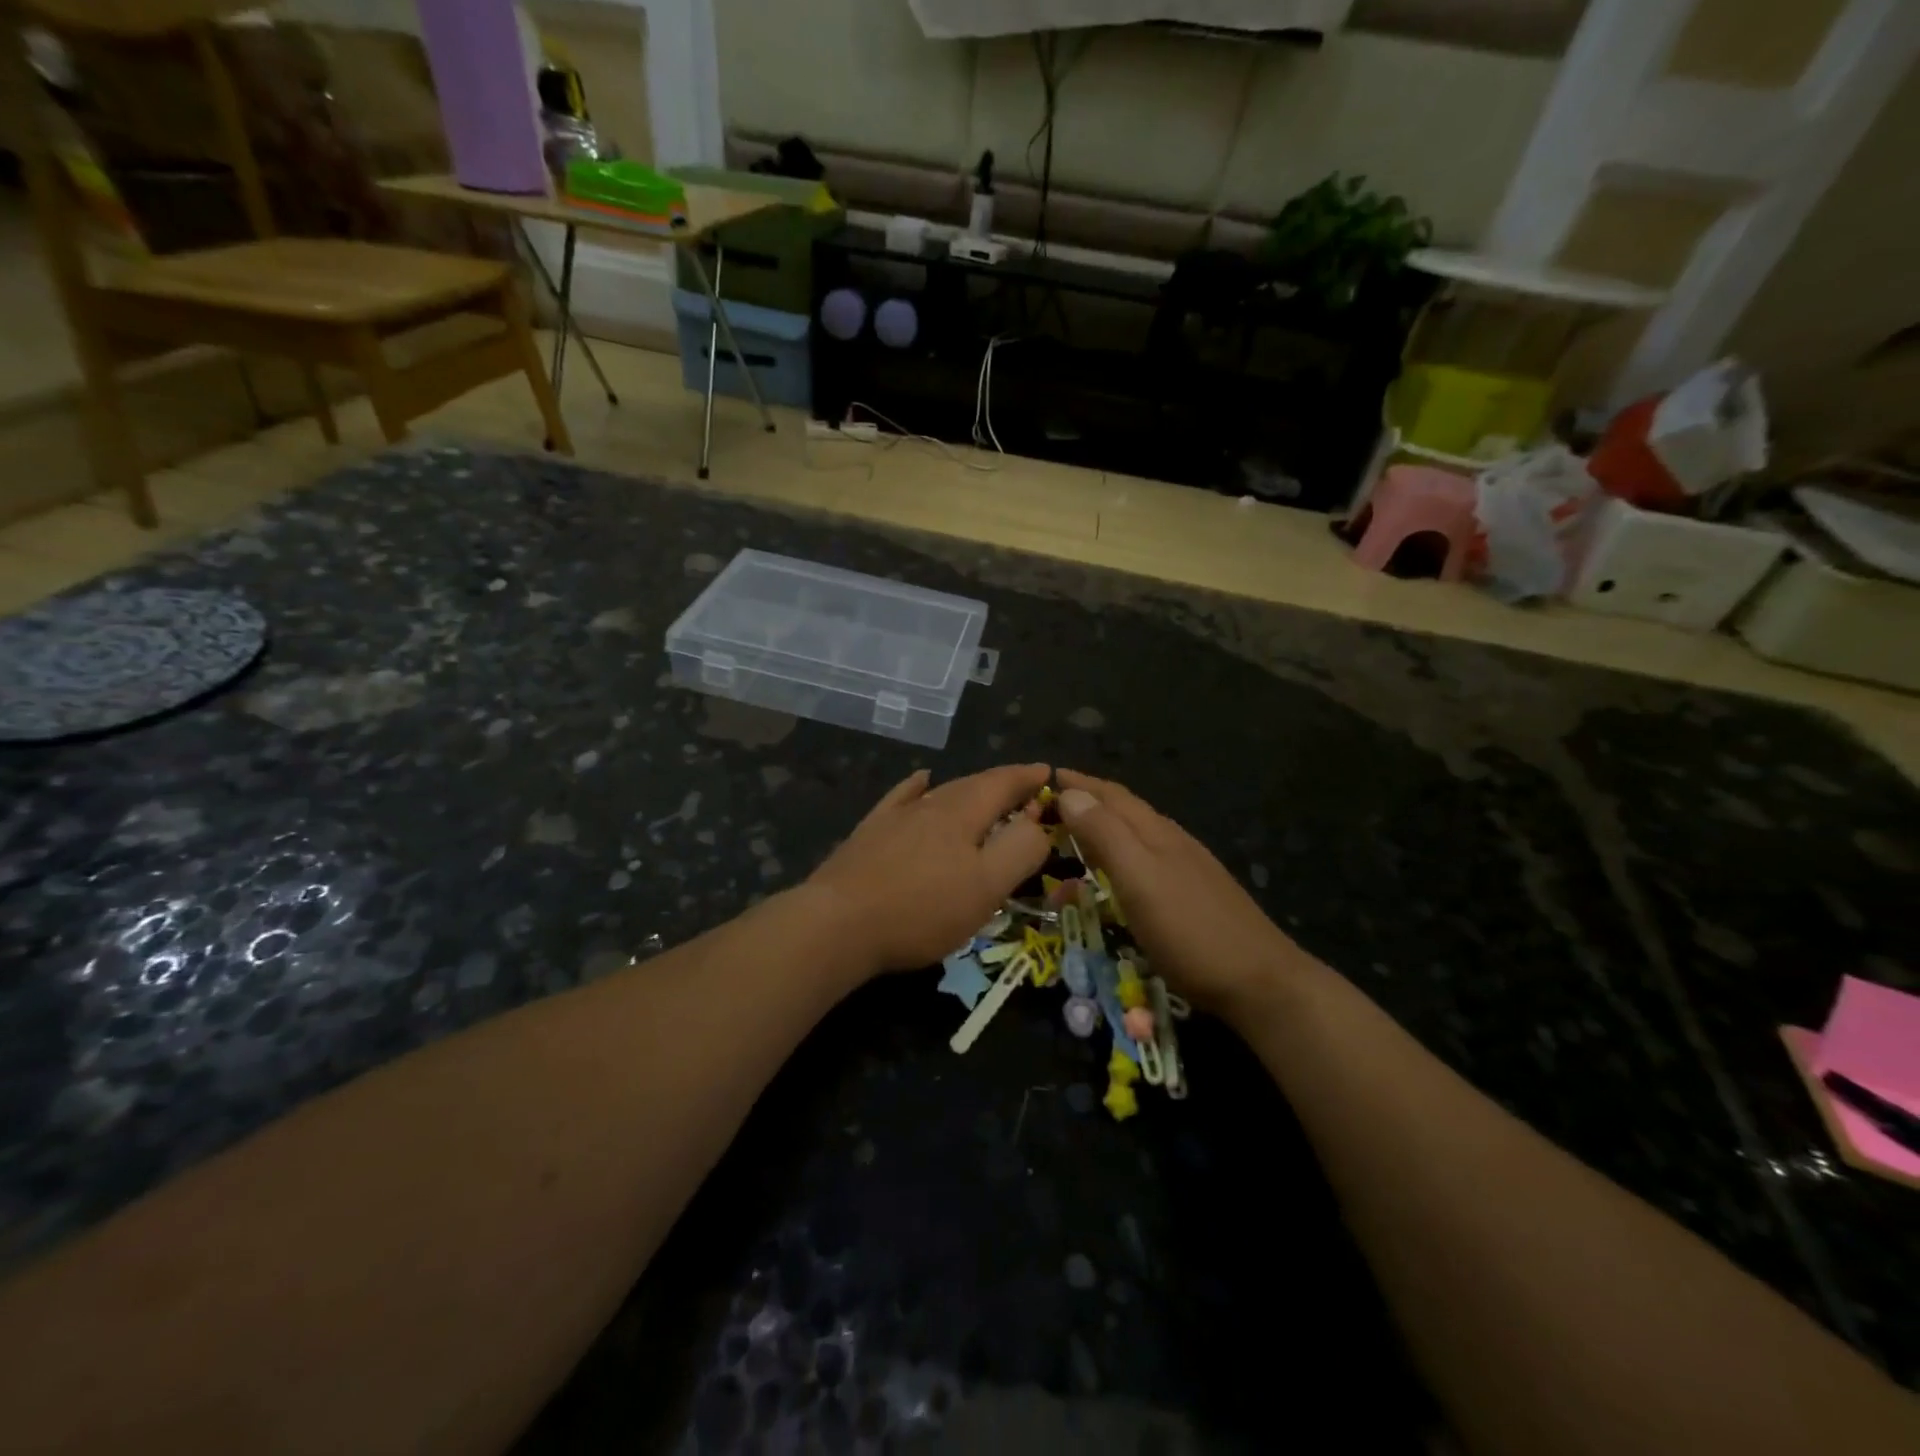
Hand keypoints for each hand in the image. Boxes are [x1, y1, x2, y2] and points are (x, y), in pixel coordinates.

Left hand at [807, 764, 1052, 976]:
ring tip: (985, 794)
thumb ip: (1020, 850)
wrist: (838, 924)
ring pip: (941, 792)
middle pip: (974, 784)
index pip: (1003, 782)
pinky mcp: (870, 832)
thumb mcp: (987, 886)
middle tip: (1024, 790)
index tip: (1047, 772)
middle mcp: (930, 803)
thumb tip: (1037, 823)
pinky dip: (918, 786)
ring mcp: (896, 816)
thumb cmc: (922, 909)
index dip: (1028, 777)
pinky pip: (902, 798)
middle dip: (1003, 784)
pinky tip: (921, 781)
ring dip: (969, 790)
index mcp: (963, 812)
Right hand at [1056, 769, 1304, 1020]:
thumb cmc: (1190, 932)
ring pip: (1137, 833)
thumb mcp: (1139, 880)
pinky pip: (1146, 859)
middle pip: (1125, 809)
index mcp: (1155, 832)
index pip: (1111, 795)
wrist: (1261, 982)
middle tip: (1051, 805)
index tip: (1045, 776)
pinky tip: (1118, 873)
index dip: (1079, 783)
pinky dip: (1120, 855)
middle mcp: (1172, 841)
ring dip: (1103, 826)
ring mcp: (1187, 867)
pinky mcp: (1194, 894)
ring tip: (1075, 833)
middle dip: (1088, 800)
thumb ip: (1105, 835)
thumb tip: (1070, 793)